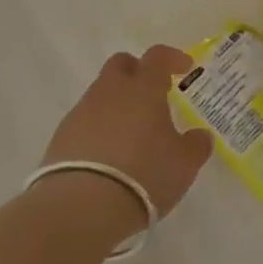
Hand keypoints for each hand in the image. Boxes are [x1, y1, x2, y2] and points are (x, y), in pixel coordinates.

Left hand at [37, 46, 214, 242]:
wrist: (81, 206)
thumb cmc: (144, 176)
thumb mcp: (183, 164)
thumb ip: (195, 145)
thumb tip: (200, 135)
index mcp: (143, 89)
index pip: (157, 57)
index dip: (172, 58)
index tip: (184, 67)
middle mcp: (110, 91)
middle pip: (121, 64)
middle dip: (137, 72)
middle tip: (152, 94)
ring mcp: (82, 112)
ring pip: (101, 93)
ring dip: (116, 104)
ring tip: (130, 133)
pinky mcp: (62, 136)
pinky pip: (85, 120)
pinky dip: (98, 128)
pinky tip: (107, 155)